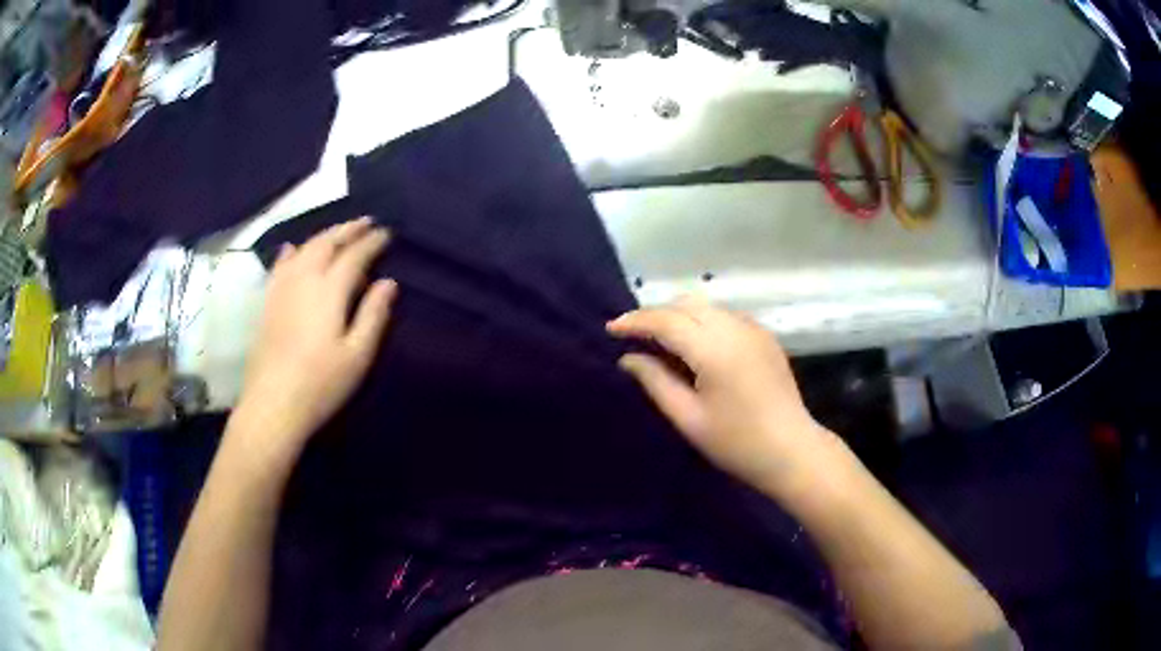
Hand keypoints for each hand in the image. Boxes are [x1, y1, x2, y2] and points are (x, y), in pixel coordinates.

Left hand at [233, 217, 396, 462]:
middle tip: (366, 223)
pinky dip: (290, 252)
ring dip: (323, 236)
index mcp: (329, 291)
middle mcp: (304, 279)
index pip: (354, 256)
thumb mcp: (357, 355)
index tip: (386, 234)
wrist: (272, 404)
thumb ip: (373, 315)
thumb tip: (389, 282)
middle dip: (348, 230)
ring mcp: (282, 289)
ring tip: (338, 233)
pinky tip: (292, 248)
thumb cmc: (321, 384)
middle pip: (327, 244)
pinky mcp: (268, 302)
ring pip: (303, 249)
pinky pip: (279, 265)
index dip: (371, 242)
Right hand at [607, 297, 835, 496]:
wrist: (792, 450)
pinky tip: (694, 343)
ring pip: (706, 306)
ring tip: (659, 338)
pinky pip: (724, 315)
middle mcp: (734, 327)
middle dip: (655, 314)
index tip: (611, 329)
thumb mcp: (688, 418)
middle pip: (685, 304)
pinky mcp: (764, 335)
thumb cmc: (736, 442)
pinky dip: (702, 320)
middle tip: (633, 335)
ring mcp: (753, 328)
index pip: (666, 320)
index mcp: (713, 348)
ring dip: (679, 314)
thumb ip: (656, 382)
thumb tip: (628, 358)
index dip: (636, 322)